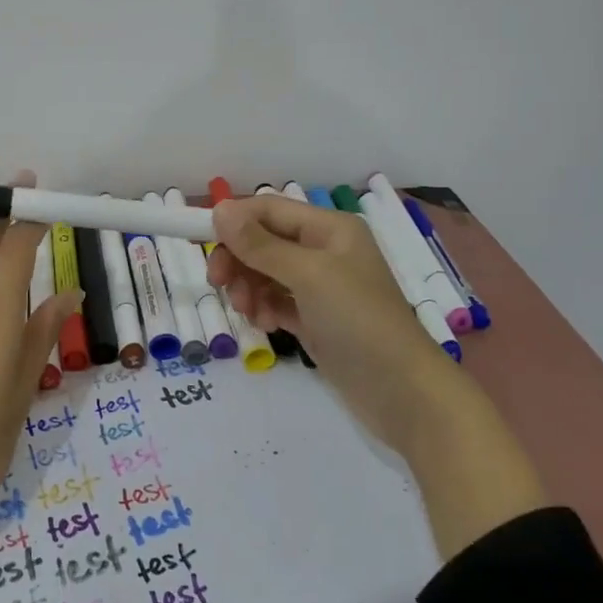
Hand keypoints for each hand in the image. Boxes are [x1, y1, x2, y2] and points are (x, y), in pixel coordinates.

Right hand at [208, 192, 546, 556]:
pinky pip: (276, 301)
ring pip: (265, 273)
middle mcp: (324, 251)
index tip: (199, 240)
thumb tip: (219, 209)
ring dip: (248, 286)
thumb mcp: (308, 275)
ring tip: (248, 311)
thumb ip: (261, 244)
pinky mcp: (316, 319)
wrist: (403, 393)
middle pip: (263, 240)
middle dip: (238, 258)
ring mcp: (321, 287)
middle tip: (218, 283)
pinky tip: (265, 325)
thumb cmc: (359, 321)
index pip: (268, 209)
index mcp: (329, 228)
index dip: (233, 220)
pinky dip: (263, 308)